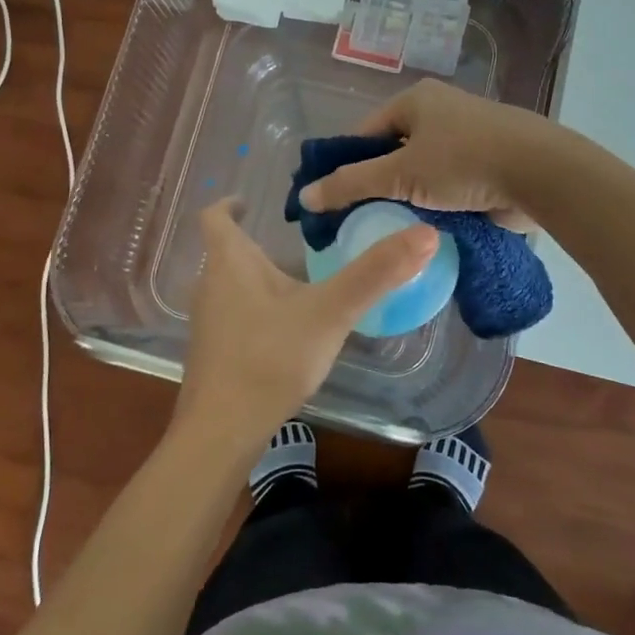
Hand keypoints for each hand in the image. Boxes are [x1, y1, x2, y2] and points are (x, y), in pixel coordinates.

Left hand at [176, 199, 435, 448]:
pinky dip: (259, 310)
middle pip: (227, 252)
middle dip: (258, 243)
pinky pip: (236, 316)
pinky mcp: (215, 353)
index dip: (229, 203)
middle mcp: (211, 286)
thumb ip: (375, 273)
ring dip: (260, 278)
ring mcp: (208, 323)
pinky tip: (289, 331)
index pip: (215, 216)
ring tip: (300, 282)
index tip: (249, 202)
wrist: (221, 431)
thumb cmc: (270, 358)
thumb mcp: (330, 312)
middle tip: (297, 243)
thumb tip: (426, 233)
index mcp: (229, 263)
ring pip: (232, 286)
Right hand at [296, 79, 553, 230]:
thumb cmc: (464, 162)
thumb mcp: (400, 174)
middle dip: (379, 185)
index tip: (335, 200)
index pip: (364, 133)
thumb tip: (305, 196)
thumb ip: (351, 184)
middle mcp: (439, 112)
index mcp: (415, 100)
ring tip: (390, 228)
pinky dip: (436, 203)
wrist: (542, 173)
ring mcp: (467, 137)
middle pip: (393, 153)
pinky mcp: (488, 164)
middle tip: (360, 220)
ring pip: (421, 172)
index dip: (346, 165)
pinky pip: (448, 185)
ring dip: (409, 197)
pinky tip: (424, 228)